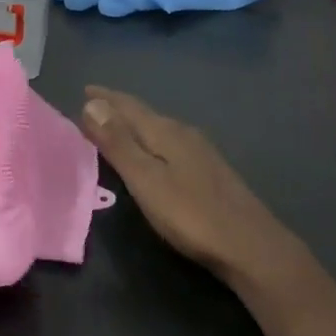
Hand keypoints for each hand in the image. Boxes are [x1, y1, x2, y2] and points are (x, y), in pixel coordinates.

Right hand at [79, 86, 298, 280]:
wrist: (251, 246)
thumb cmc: (191, 214)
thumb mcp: (145, 179)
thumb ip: (118, 143)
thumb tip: (92, 104)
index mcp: (164, 132)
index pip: (128, 106)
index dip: (106, 98)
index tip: (84, 90)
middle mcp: (183, 133)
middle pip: (144, 114)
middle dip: (118, 108)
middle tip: (94, 106)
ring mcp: (200, 152)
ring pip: (159, 128)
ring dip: (135, 124)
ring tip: (117, 126)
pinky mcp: (210, 171)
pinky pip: (170, 143)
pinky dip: (151, 140)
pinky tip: (154, 153)